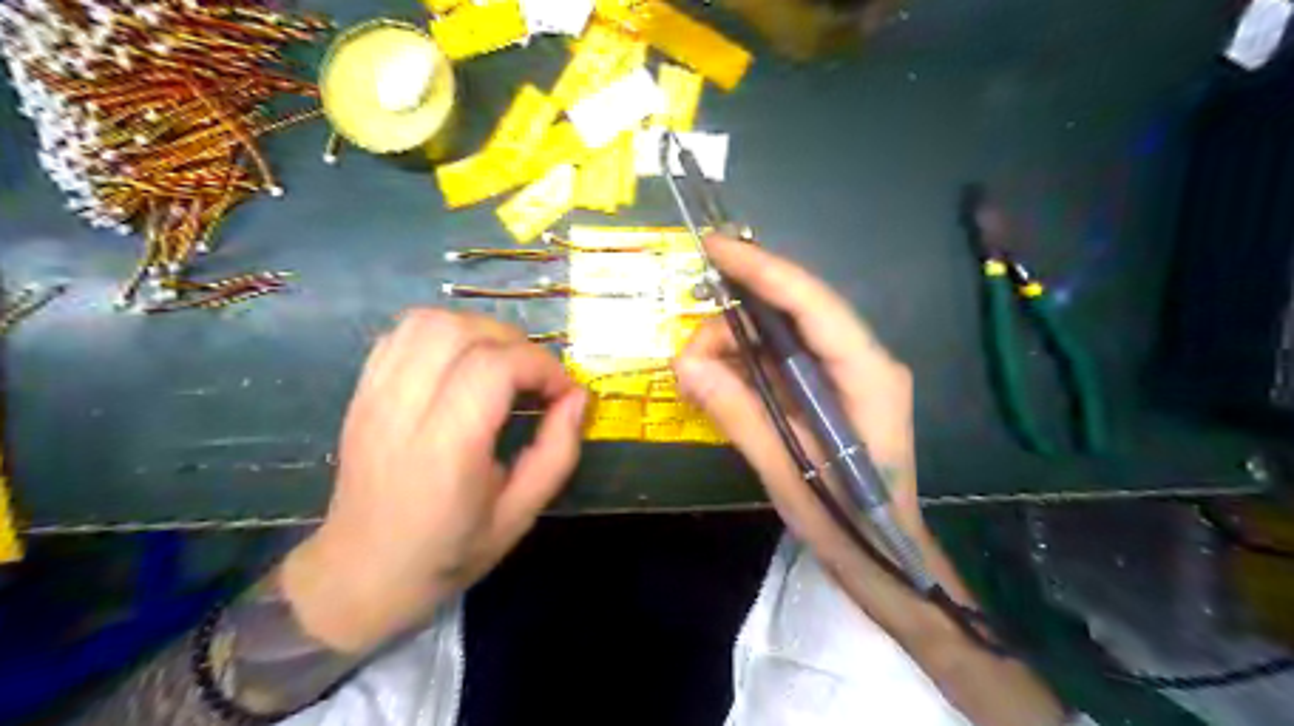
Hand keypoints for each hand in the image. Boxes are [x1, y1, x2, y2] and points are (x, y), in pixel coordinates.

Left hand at [285, 309, 590, 651]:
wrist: (360, 573)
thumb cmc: (448, 552)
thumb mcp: (520, 515)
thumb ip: (557, 453)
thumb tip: (576, 397)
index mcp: (445, 451)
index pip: (494, 367)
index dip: (540, 365)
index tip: (563, 392)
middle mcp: (402, 412)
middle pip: (459, 332)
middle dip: (514, 343)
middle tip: (534, 378)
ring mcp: (373, 397)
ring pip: (427, 322)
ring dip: (478, 331)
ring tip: (501, 364)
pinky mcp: (361, 391)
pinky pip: (402, 334)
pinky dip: (444, 334)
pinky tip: (462, 364)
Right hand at [673, 236, 934, 612]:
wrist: (884, 556)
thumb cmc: (847, 521)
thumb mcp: (786, 469)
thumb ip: (738, 413)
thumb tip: (685, 364)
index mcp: (867, 375)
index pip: (813, 303)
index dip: (763, 269)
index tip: (713, 247)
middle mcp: (863, 360)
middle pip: (792, 314)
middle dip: (733, 324)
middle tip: (687, 358)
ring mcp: (848, 372)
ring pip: (781, 335)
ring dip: (733, 347)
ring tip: (695, 379)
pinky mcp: (831, 387)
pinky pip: (781, 360)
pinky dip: (745, 366)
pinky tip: (717, 384)